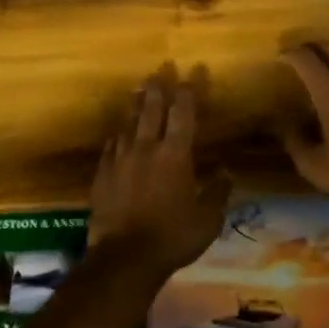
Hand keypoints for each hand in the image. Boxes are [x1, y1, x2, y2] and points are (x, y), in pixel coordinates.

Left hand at [88, 65, 231, 278]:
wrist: (124, 258)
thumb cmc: (173, 237)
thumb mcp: (207, 220)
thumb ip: (218, 193)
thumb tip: (226, 172)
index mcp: (175, 155)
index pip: (183, 114)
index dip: (188, 91)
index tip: (192, 73)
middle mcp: (146, 148)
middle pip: (151, 110)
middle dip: (158, 88)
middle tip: (160, 70)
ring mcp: (120, 160)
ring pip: (128, 123)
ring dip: (136, 105)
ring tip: (139, 90)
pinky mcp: (102, 175)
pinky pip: (111, 146)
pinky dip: (118, 135)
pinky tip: (118, 132)